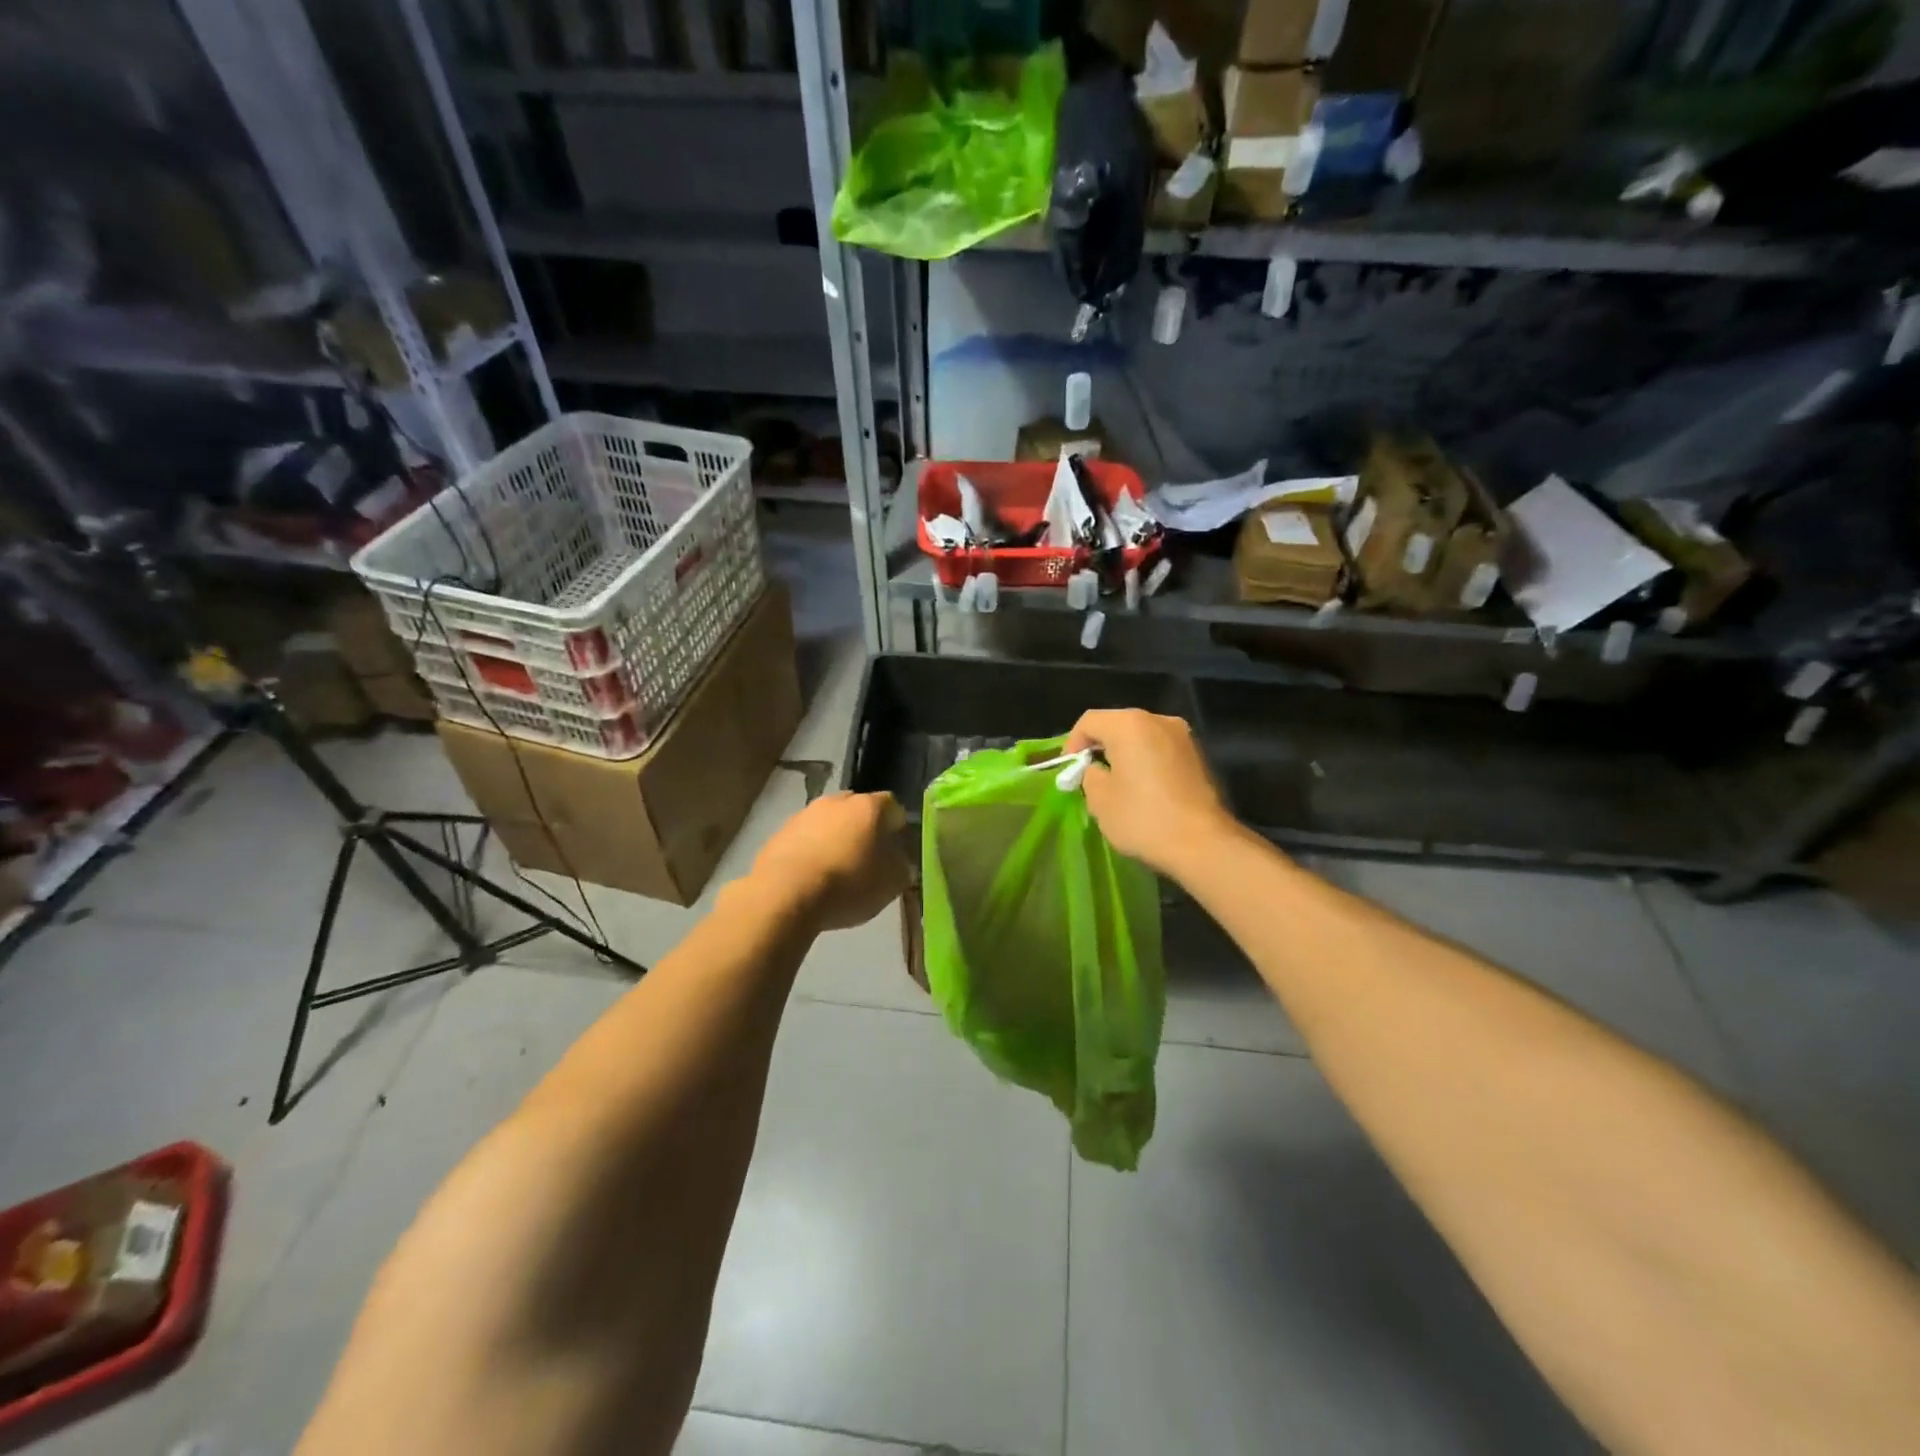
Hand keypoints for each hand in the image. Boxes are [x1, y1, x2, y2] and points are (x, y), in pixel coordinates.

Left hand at [751, 791, 910, 930]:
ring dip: (835, 838)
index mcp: (868, 807)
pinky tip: (811, 876)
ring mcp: (804, 814)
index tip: (897, 849)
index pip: (892, 806)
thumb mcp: (890, 884)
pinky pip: (804, 837)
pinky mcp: (779, 833)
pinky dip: (811, 851)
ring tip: (836, 869)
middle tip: (867, 857)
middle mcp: (836, 801)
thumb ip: (901, 867)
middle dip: (864, 828)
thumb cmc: (847, 884)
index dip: (897, 827)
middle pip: (857, 809)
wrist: (784, 894)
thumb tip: (900, 862)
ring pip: (828, 822)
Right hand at [1066, 710, 1237, 878]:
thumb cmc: (1144, 818)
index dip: (1072, 744)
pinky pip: (1160, 750)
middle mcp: (1158, 720)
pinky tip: (1143, 790)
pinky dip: (1146, 762)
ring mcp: (1183, 736)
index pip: (1089, 721)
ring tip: (1116, 785)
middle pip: (1116, 725)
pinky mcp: (1198, 756)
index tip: (1070, 772)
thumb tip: (1096, 770)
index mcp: (1130, 725)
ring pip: (1140, 737)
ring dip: (1124, 755)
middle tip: (1089, 777)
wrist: (1204, 844)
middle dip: (1099, 748)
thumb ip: (1089, 775)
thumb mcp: (1100, 799)